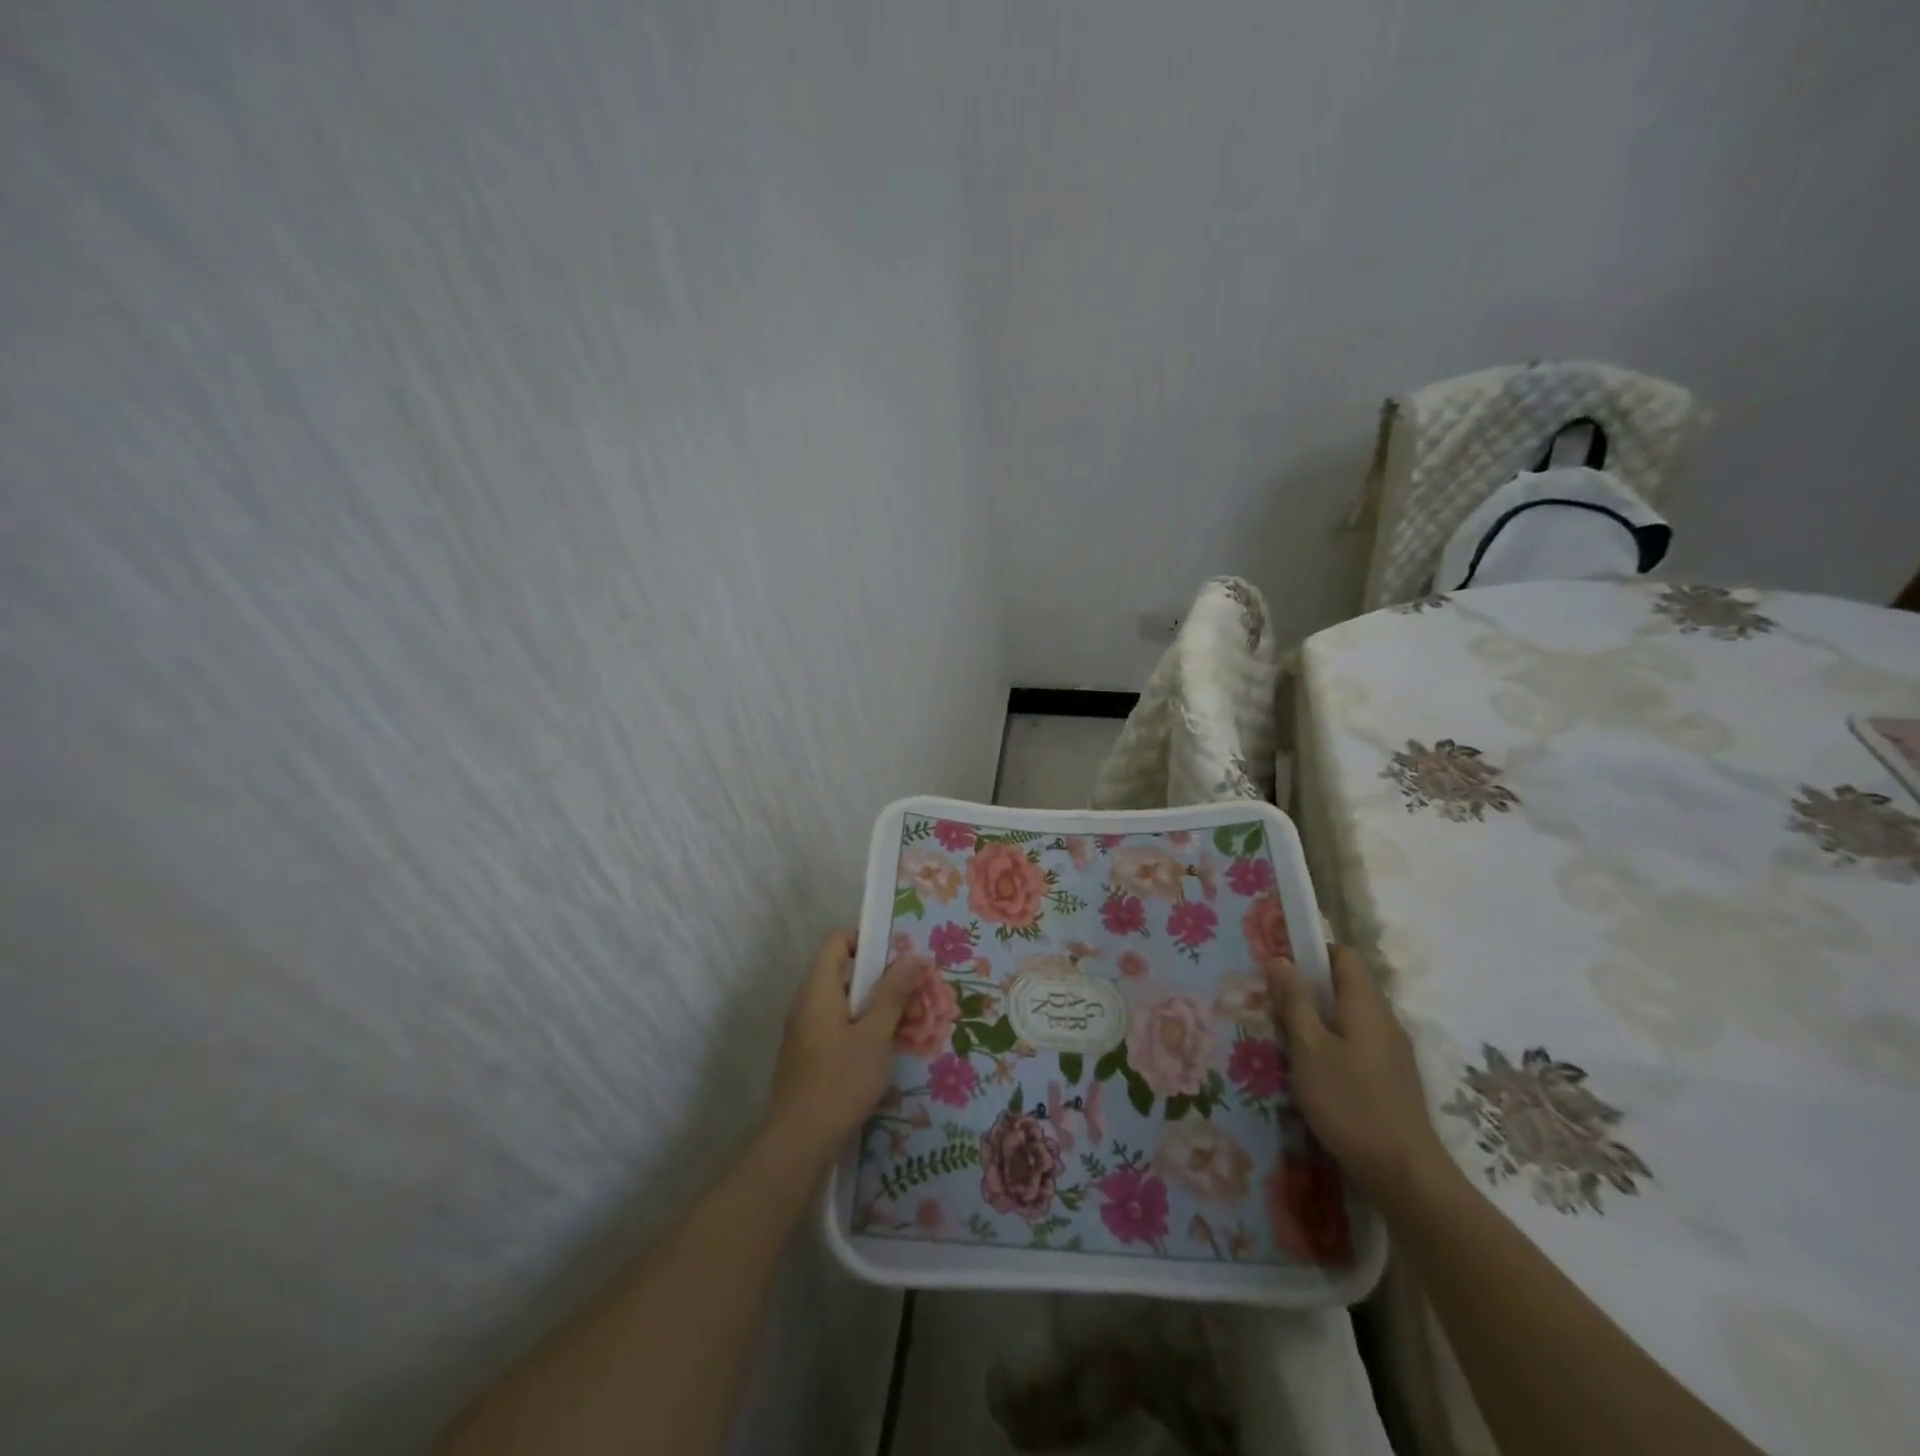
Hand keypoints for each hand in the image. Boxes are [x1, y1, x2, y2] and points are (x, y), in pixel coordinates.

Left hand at [763, 931, 918, 1157]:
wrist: (798, 1143)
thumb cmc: (840, 1080)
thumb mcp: (875, 1034)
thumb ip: (893, 993)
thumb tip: (911, 955)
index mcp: (818, 988)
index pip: (837, 941)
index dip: (867, 939)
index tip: (898, 954)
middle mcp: (806, 1002)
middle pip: (842, 970)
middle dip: (879, 976)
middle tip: (913, 987)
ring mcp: (804, 1030)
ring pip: (843, 1001)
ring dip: (874, 1005)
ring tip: (908, 1018)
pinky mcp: (808, 1055)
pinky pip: (837, 1025)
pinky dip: (861, 1027)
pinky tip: (886, 1048)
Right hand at [1265, 946, 1447, 1205]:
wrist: (1405, 1175)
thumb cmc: (1350, 1103)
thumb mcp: (1309, 1048)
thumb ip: (1295, 1002)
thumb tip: (1279, 958)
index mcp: (1367, 1005)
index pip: (1344, 955)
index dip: (1312, 951)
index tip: (1279, 964)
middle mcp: (1385, 1021)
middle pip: (1347, 985)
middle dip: (1309, 987)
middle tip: (1271, 1000)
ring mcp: (1392, 1052)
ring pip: (1351, 1017)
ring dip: (1318, 1017)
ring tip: (1284, 1034)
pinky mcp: (1392, 1079)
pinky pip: (1358, 1043)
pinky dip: (1332, 1043)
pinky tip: (1311, 1068)